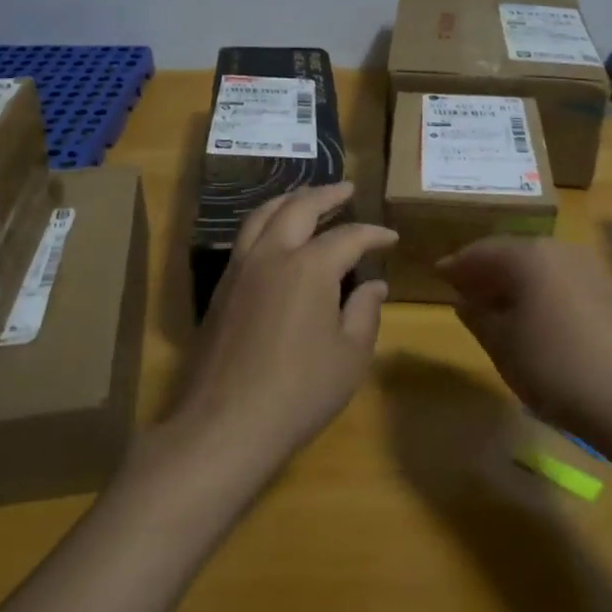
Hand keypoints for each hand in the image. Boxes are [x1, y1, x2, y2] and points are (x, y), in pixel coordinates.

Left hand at [168, 184, 395, 479]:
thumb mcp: (349, 356)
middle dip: (327, 194)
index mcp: (309, 267)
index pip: (348, 237)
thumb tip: (374, 285)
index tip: (390, 238)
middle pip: (299, 207)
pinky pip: (246, 237)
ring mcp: (241, 268)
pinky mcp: (221, 288)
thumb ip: (364, 312)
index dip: (373, 234)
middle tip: (347, 189)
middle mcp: (272, 255)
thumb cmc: (299, 391)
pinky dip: (266, 223)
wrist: (226, 423)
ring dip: (290, 200)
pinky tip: (275, 236)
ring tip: (306, 197)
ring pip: (263, 215)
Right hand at [439, 238, 611, 457]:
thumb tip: (464, 301)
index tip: (437, 275)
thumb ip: (478, 317)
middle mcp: (562, 251)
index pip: (481, 251)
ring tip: (499, 306)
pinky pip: (566, 283)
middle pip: (514, 253)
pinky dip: (545, 293)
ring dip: (517, 282)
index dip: (456, 265)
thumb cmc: (557, 369)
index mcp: (529, 256)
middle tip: (465, 290)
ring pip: (543, 268)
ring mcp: (594, 270)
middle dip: (487, 271)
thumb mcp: (503, 347)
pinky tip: (540, 319)